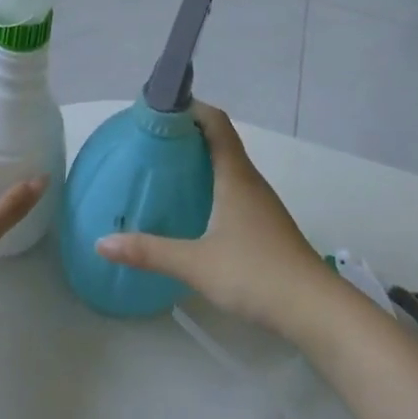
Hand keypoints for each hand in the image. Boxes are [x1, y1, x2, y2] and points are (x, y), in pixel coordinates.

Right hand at [95, 102, 334, 336]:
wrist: (315, 310)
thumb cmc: (256, 274)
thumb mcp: (195, 263)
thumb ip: (149, 251)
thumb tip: (101, 242)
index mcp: (235, 176)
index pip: (216, 123)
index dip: (190, 108)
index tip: (159, 109)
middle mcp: (250, 181)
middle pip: (220, 141)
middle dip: (187, 134)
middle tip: (150, 141)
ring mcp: (261, 204)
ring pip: (228, 167)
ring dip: (200, 161)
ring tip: (165, 170)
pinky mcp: (265, 225)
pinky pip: (234, 189)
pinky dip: (211, 185)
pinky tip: (193, 208)